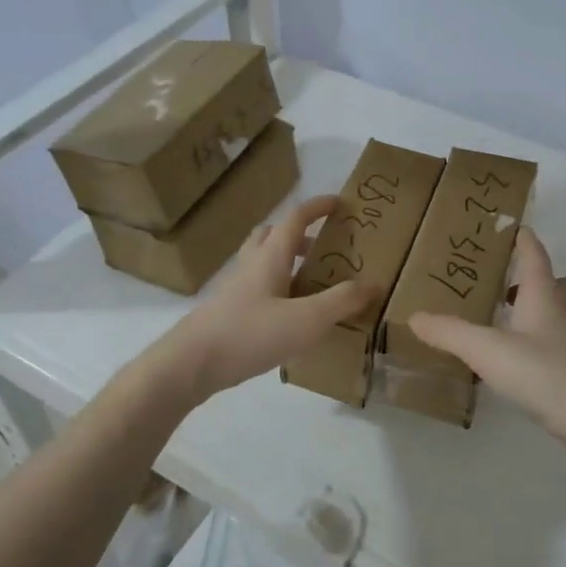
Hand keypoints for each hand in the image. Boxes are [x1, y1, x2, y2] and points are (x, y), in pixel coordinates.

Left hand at [150, 195, 374, 402]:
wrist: (191, 363)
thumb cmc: (251, 334)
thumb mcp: (307, 319)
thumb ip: (342, 301)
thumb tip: (374, 283)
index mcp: (270, 257)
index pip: (295, 219)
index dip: (317, 207)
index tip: (339, 203)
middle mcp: (250, 266)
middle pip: (271, 236)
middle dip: (297, 234)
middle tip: (322, 247)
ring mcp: (235, 290)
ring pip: (261, 262)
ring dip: (285, 262)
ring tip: (310, 282)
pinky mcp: (227, 313)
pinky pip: (256, 289)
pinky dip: (276, 290)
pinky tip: (288, 316)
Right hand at [409, 227, 565, 460]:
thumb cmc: (546, 375)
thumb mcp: (488, 351)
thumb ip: (450, 332)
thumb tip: (414, 316)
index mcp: (544, 298)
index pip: (535, 257)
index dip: (524, 240)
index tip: (514, 226)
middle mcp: (562, 317)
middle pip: (555, 286)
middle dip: (532, 278)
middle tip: (502, 282)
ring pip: (554, 318)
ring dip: (531, 313)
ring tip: (499, 323)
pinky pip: (552, 349)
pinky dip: (533, 346)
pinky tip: (512, 364)